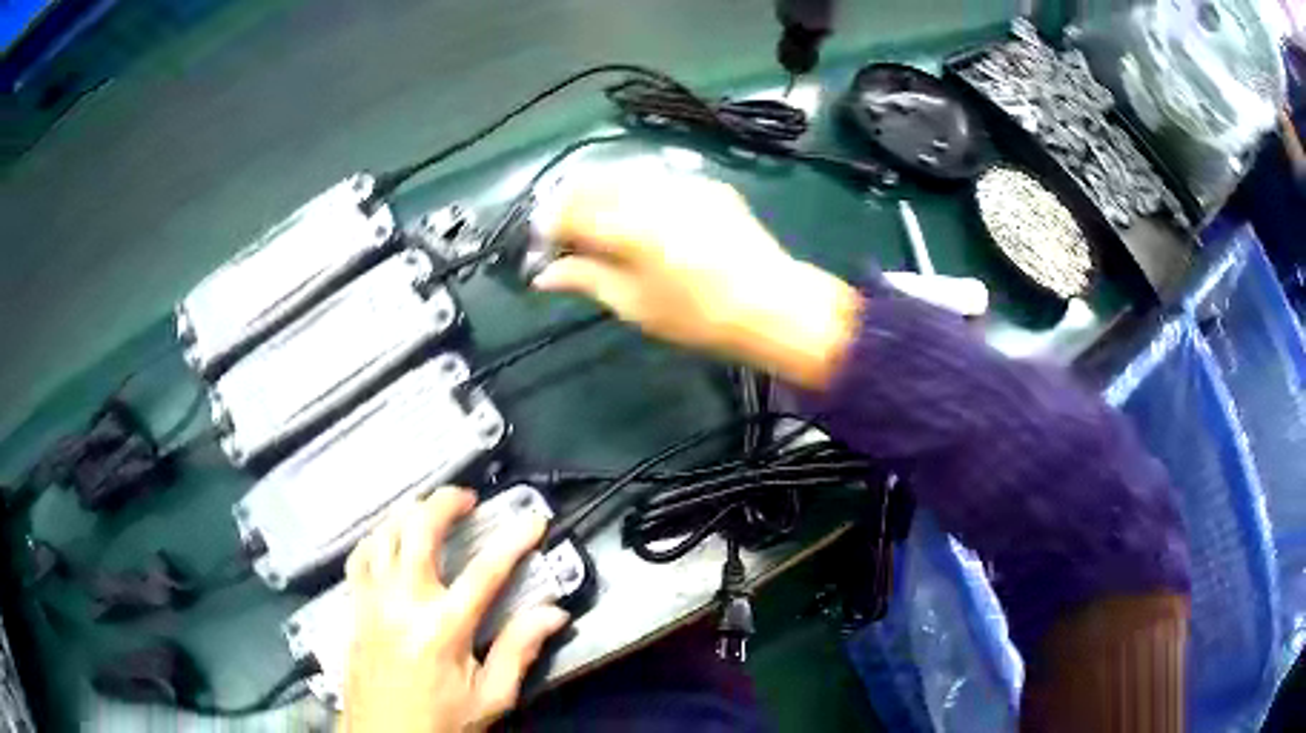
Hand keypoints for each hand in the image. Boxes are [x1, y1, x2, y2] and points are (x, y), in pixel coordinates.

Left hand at [343, 488, 569, 731]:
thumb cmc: (442, 721)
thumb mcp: (490, 698)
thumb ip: (519, 651)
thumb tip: (553, 614)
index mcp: (444, 627)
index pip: (486, 571)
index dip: (514, 541)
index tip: (534, 520)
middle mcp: (403, 602)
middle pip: (418, 531)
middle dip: (445, 502)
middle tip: (467, 498)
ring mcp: (372, 600)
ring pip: (383, 534)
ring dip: (407, 514)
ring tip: (428, 511)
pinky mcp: (354, 607)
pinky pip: (359, 557)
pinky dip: (376, 537)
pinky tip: (388, 540)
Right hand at [534, 172, 861, 388]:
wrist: (774, 306)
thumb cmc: (699, 317)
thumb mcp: (634, 305)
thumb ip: (585, 279)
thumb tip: (543, 275)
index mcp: (629, 226)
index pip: (569, 211)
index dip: (548, 226)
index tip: (543, 246)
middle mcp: (652, 192)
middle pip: (593, 182)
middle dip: (569, 202)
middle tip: (564, 231)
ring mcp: (683, 182)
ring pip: (623, 173)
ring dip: (600, 191)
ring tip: (596, 221)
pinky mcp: (706, 184)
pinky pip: (657, 177)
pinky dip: (635, 189)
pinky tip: (638, 212)